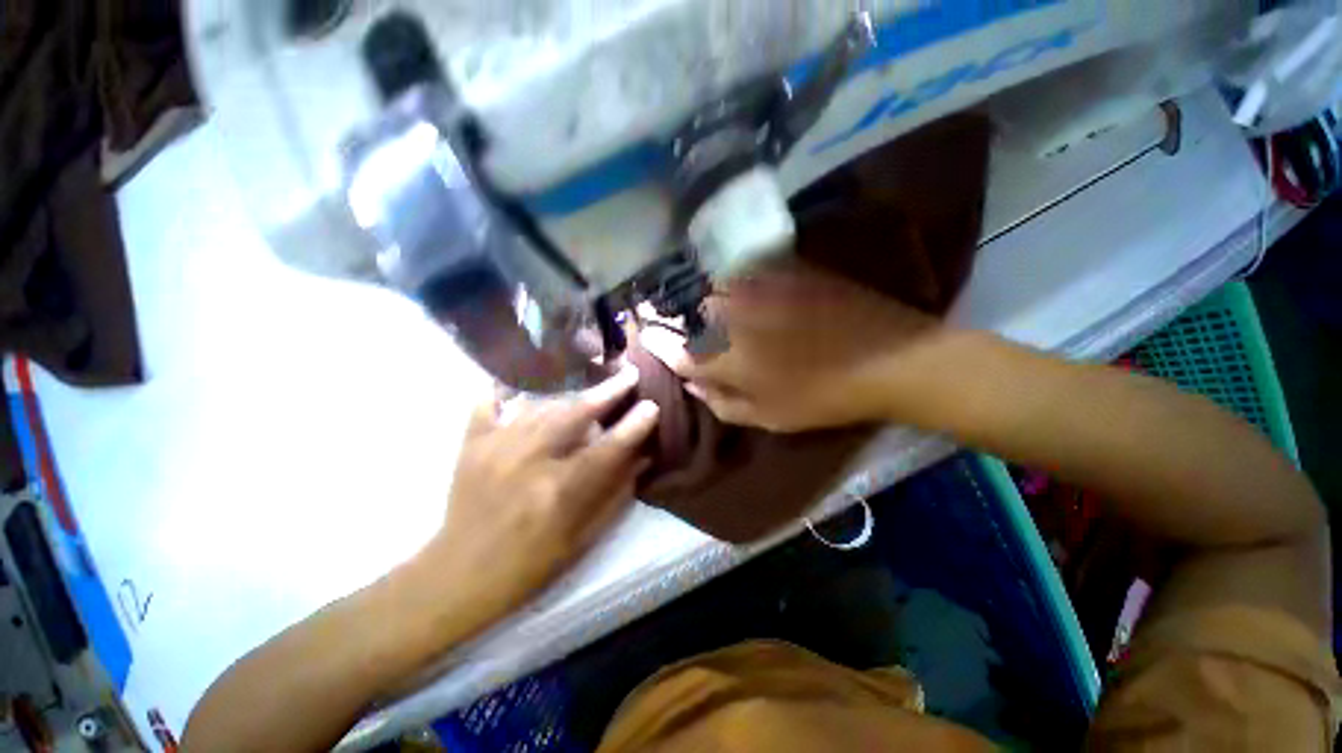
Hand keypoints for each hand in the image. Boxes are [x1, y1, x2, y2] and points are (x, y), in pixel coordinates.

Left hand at [409, 367, 659, 629]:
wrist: (459, 576)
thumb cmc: (530, 564)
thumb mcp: (583, 537)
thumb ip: (616, 493)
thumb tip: (642, 456)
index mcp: (559, 491)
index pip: (607, 448)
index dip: (633, 426)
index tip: (652, 405)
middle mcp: (528, 461)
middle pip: (574, 414)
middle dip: (607, 391)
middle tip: (629, 374)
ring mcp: (495, 448)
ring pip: (541, 405)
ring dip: (572, 392)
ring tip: (592, 381)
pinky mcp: (471, 445)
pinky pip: (489, 404)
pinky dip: (506, 390)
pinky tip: (521, 382)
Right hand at [642, 260, 940, 432]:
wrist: (888, 356)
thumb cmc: (822, 396)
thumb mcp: (768, 416)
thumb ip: (722, 402)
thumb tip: (693, 385)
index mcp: (726, 357)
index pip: (675, 349)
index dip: (657, 343)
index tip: (644, 336)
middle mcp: (731, 316)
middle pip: (685, 312)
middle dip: (670, 316)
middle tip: (667, 321)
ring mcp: (755, 288)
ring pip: (708, 288)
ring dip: (695, 296)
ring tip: (694, 304)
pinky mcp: (780, 270)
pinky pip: (738, 271)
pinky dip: (725, 279)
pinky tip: (730, 287)